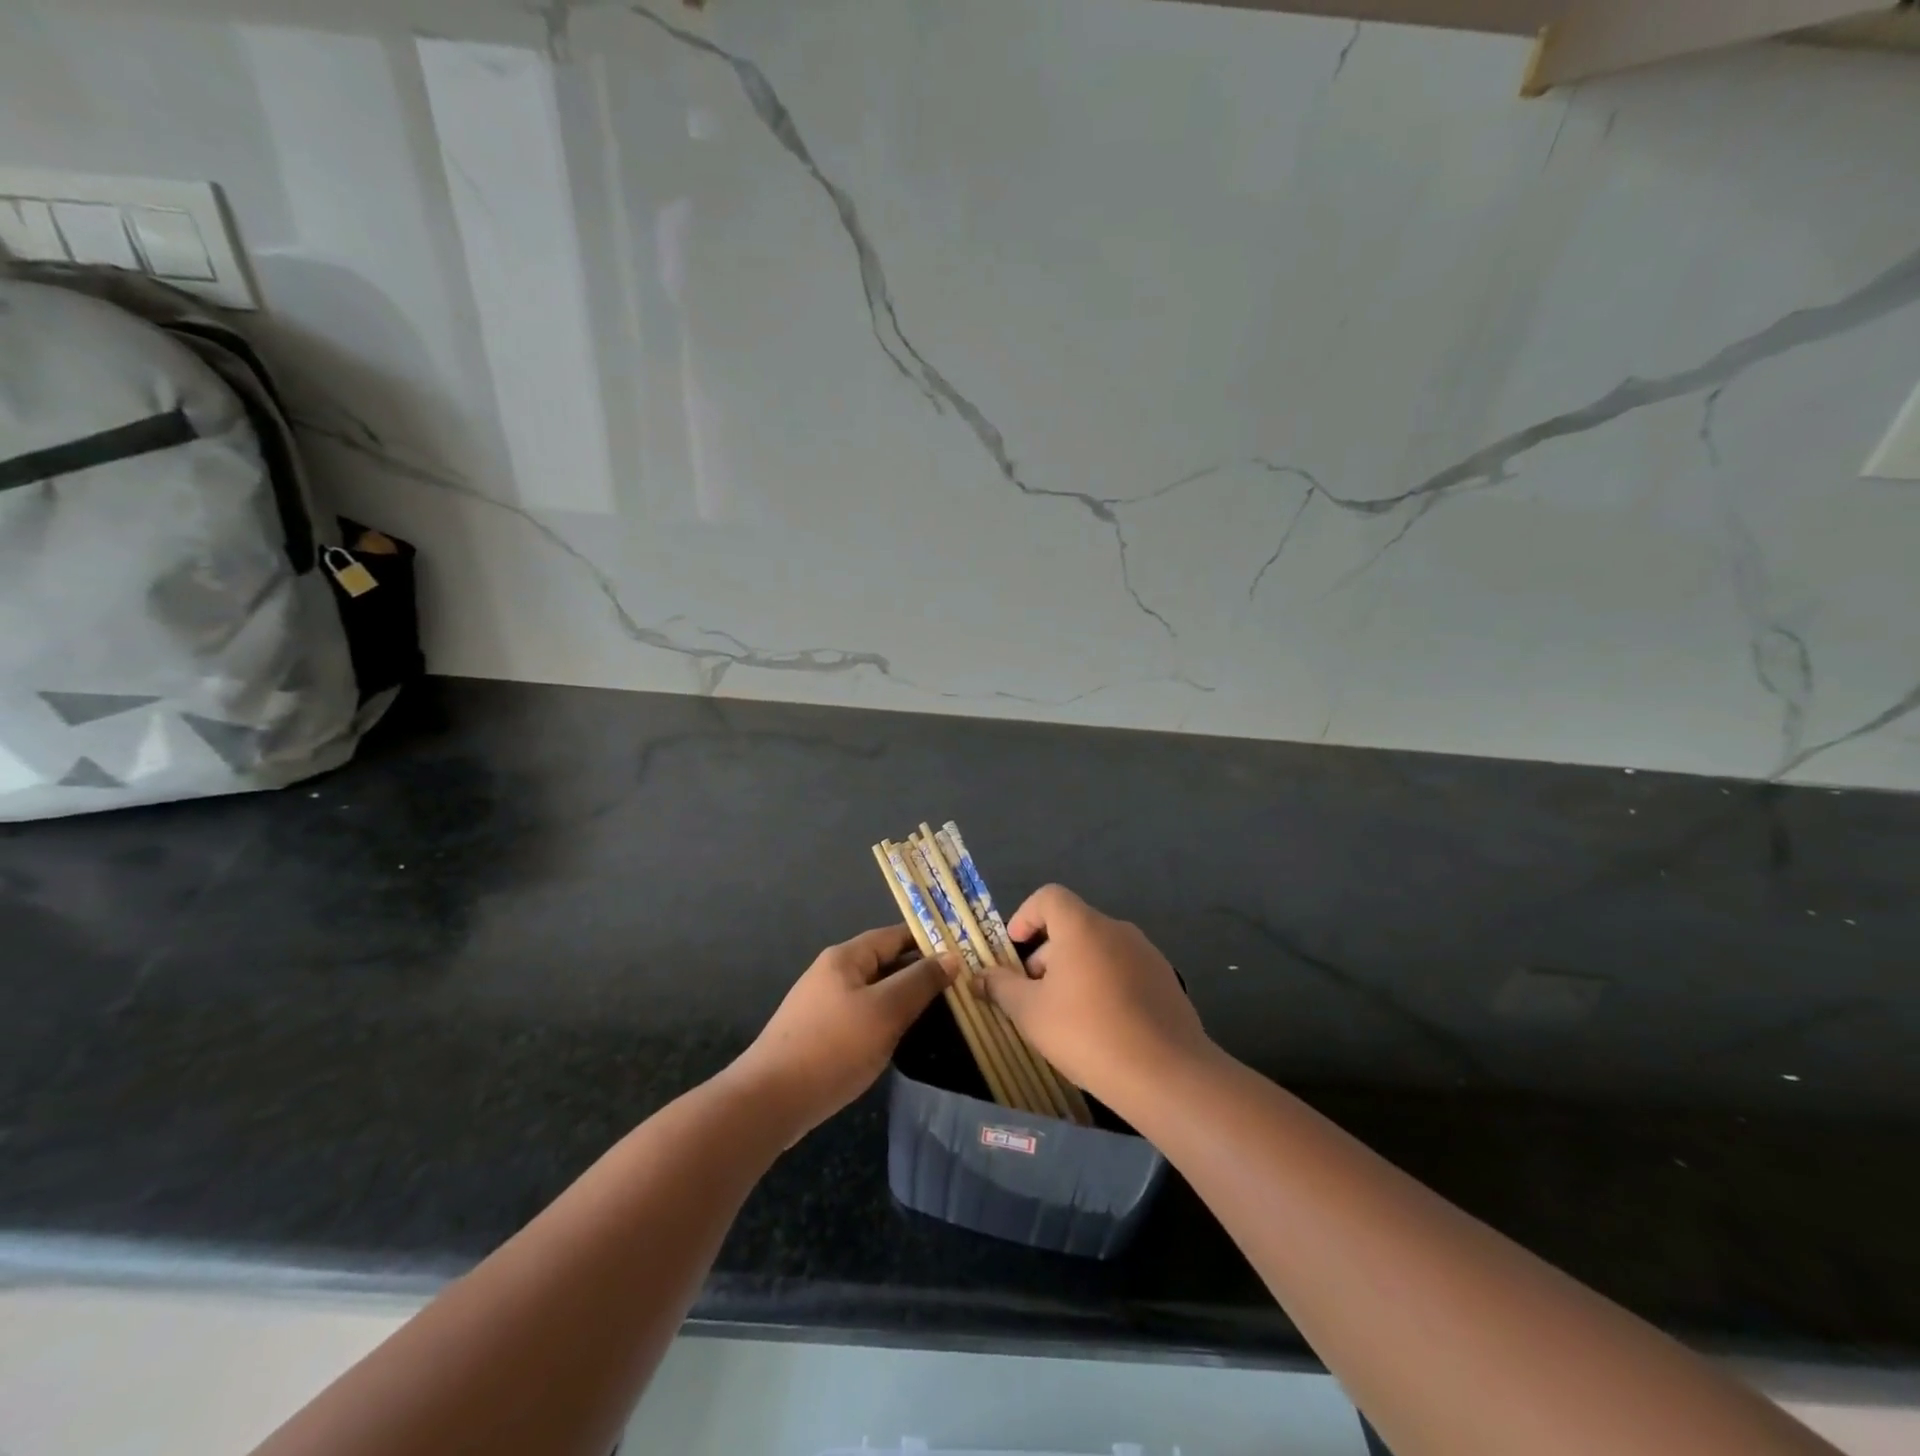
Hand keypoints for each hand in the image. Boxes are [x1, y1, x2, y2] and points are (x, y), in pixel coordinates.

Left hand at [728, 925, 955, 1139]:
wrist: (769, 1101)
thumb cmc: (832, 1047)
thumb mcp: (885, 1011)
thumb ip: (919, 982)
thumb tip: (951, 957)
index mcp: (846, 957)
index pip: (895, 935)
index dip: (929, 940)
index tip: (963, 952)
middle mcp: (833, 973)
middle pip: (884, 962)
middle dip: (919, 971)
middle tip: (960, 984)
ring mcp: (824, 1004)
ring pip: (875, 991)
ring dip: (904, 998)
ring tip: (941, 1010)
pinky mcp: (820, 1034)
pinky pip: (862, 1015)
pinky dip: (886, 1020)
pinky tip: (902, 1037)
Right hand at [979, 885, 1210, 1104]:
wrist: (1166, 1073)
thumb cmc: (1087, 1033)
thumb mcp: (1030, 1013)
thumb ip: (1001, 988)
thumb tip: (980, 976)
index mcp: (1083, 926)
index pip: (1049, 897)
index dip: (1026, 916)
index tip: (1014, 948)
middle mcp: (1117, 929)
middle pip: (1072, 926)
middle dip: (1047, 954)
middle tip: (1033, 995)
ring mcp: (1146, 954)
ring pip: (1098, 950)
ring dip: (1075, 971)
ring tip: (1066, 1016)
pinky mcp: (1165, 981)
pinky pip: (1124, 970)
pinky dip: (1104, 986)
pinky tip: (1102, 1028)